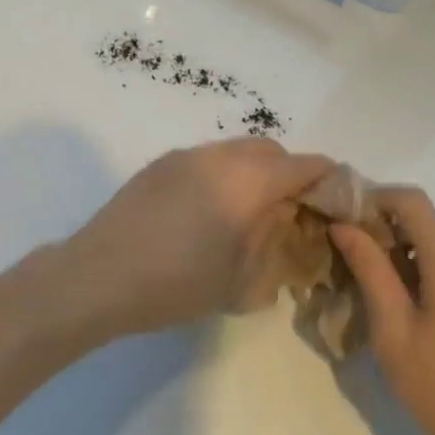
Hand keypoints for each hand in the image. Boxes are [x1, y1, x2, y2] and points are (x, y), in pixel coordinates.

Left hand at [58, 139, 333, 338]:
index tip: (335, 197)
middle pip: (270, 150)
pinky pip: (206, 158)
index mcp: (247, 183)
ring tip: (246, 211)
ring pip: (236, 150)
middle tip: (289, 209)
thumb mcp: (240, 278)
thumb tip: (284, 217)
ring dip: (253, 171)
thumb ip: (272, 241)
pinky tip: (206, 210)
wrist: (99, 276)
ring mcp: (186, 156)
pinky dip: (223, 173)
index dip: (326, 178)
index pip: (303, 165)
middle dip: (288, 172)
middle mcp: (219, 157)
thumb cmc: (176, 284)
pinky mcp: (160, 163)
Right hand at [332, 189, 434, 434]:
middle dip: (390, 229)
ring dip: (412, 252)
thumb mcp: (392, 329)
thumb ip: (370, 269)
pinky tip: (419, 309)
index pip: (414, 201)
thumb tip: (344, 226)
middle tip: (357, 258)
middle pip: (430, 223)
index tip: (348, 222)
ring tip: (384, 287)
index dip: (377, 199)